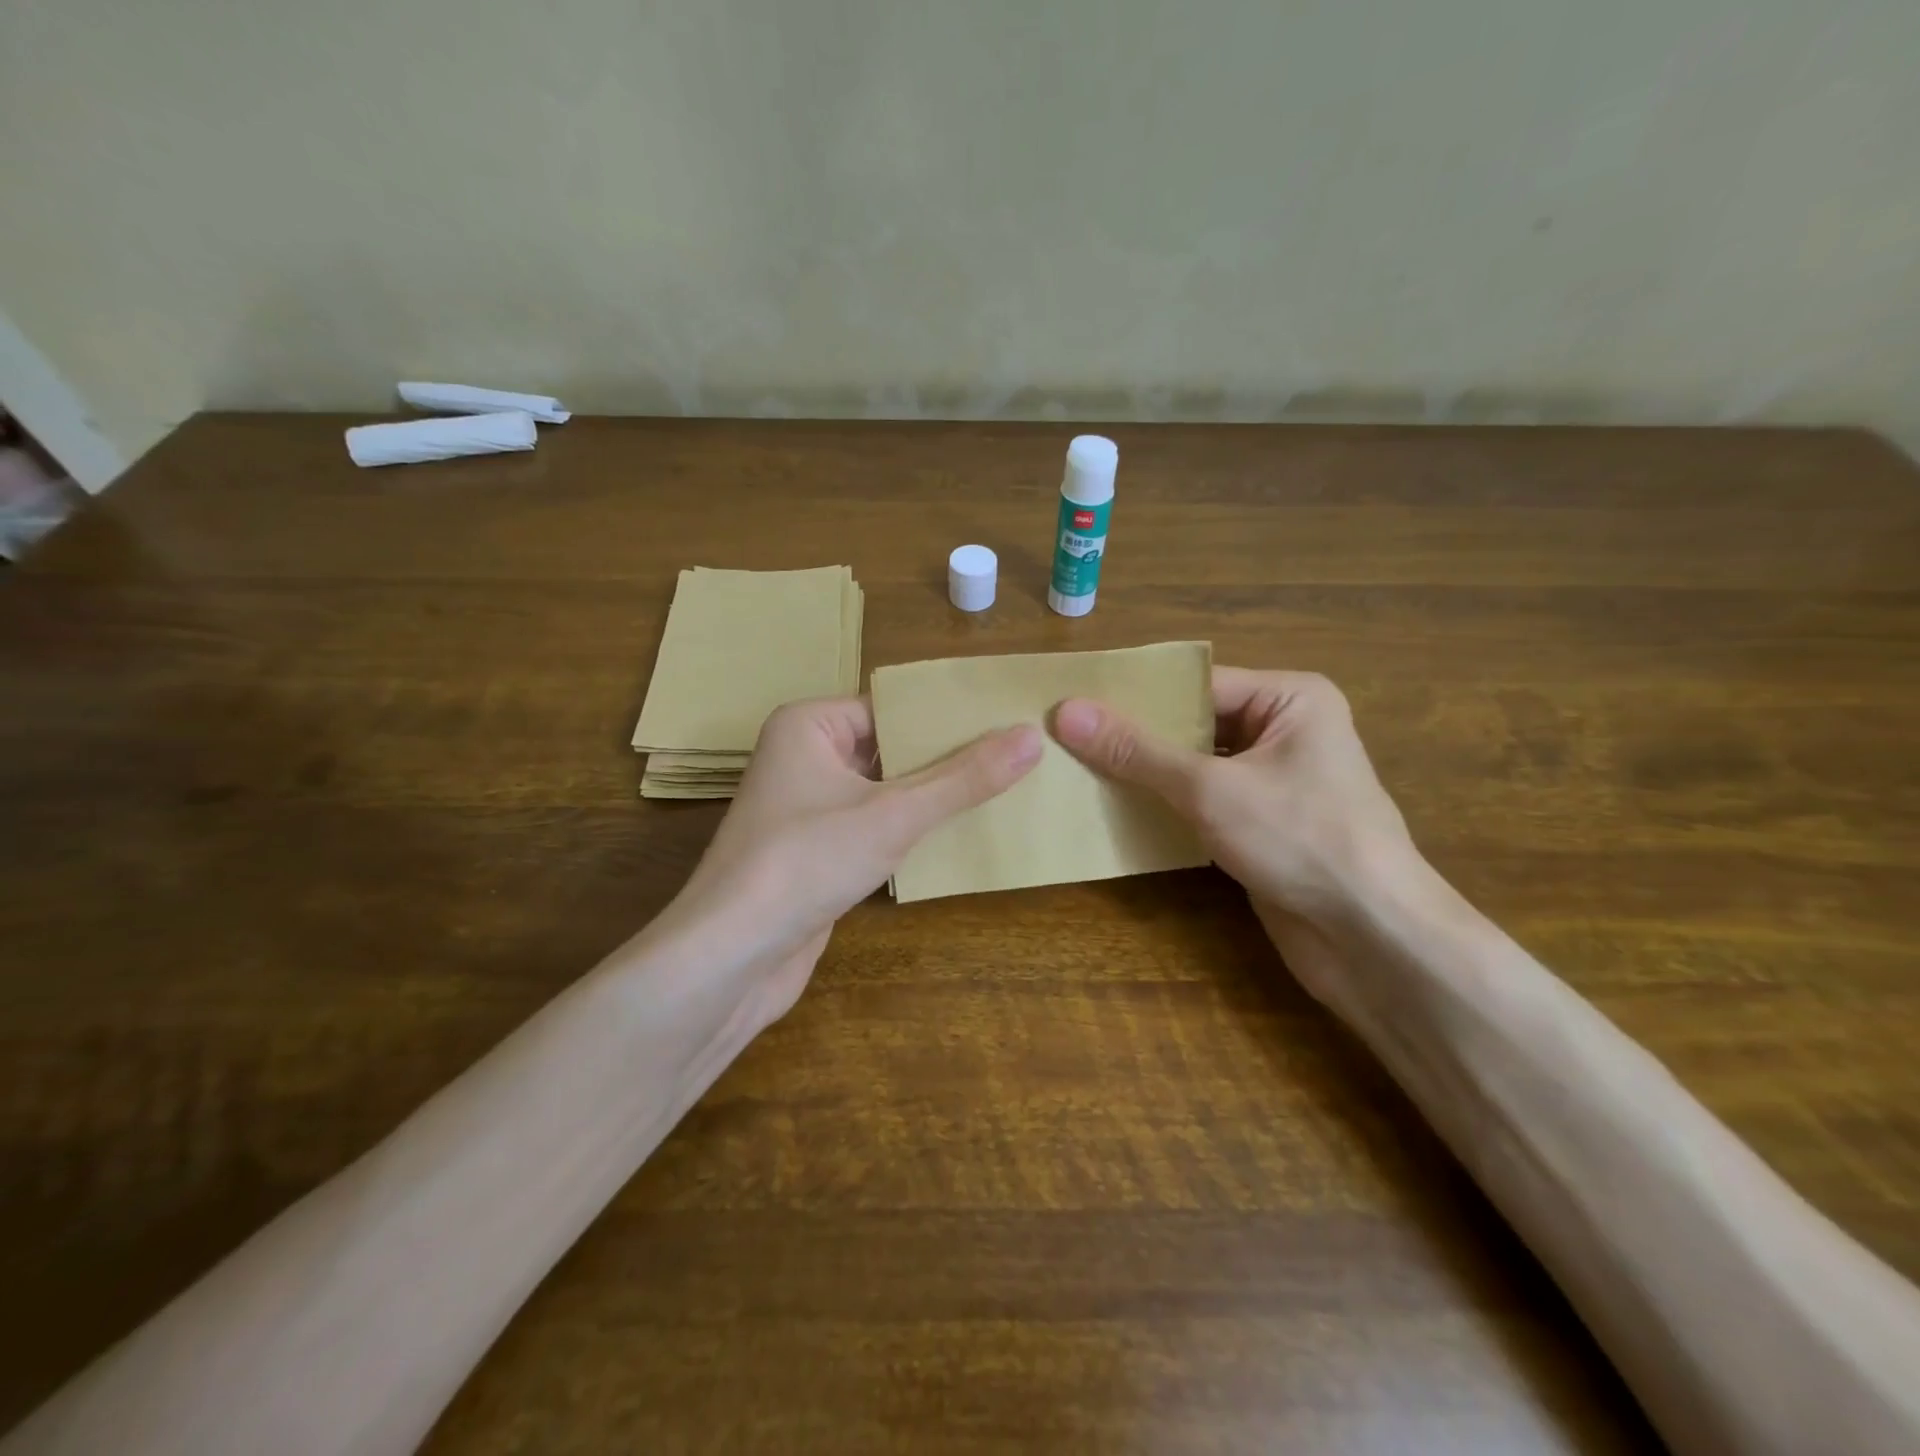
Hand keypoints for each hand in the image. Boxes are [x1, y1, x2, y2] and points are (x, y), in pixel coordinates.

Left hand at [670, 697, 1041, 1017]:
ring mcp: (807, 807)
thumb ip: (964, 778)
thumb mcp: (895, 814)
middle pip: (890, 748)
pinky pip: (873, 826)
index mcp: (809, 725)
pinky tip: (959, 836)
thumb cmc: (806, 861)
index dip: (947, 717)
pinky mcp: (816, 851)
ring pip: (884, 791)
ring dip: (932, 798)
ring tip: (1004, 792)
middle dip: (946, 759)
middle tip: (1018, 758)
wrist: (732, 956)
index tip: (1007, 722)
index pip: (891, 708)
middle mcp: (803, 757)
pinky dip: (910, 831)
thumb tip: (1031, 737)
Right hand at [1052, 670, 1413, 999]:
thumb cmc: (1300, 839)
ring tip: (1077, 770)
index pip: (1196, 684)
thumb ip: (1137, 751)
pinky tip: (1115, 810)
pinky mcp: (1262, 825)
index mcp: (1289, 699)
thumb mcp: (1209, 788)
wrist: (1371, 938)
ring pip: (1195, 766)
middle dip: (1135, 737)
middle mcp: (1284, 731)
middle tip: (1065, 738)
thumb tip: (1067, 712)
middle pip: (1193, 724)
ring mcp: (1274, 782)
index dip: (1135, 695)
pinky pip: (1203, 803)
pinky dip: (1165, 806)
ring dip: (1146, 775)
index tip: (1073, 703)